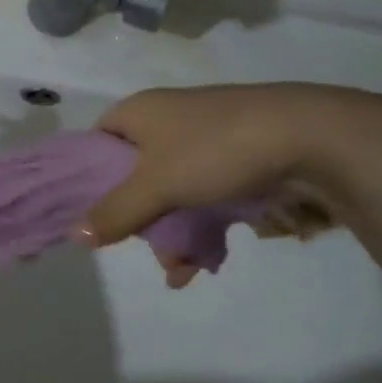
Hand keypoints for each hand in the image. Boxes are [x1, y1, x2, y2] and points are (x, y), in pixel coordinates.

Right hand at [77, 84, 366, 285]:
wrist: (307, 135)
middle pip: (134, 173)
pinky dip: (201, 226)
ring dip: (171, 232)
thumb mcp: (156, 184)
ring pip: (171, 190)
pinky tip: (206, 261)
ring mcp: (204, 139)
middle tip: (142, 249)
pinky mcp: (235, 158)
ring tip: (180, 270)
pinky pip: (204, 195)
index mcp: (140, 112)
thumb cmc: (215, 150)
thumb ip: (115, 211)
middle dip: (137, 219)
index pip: (97, 140)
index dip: (89, 175)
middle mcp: (168, 120)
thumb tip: (74, 234)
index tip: (92, 213)